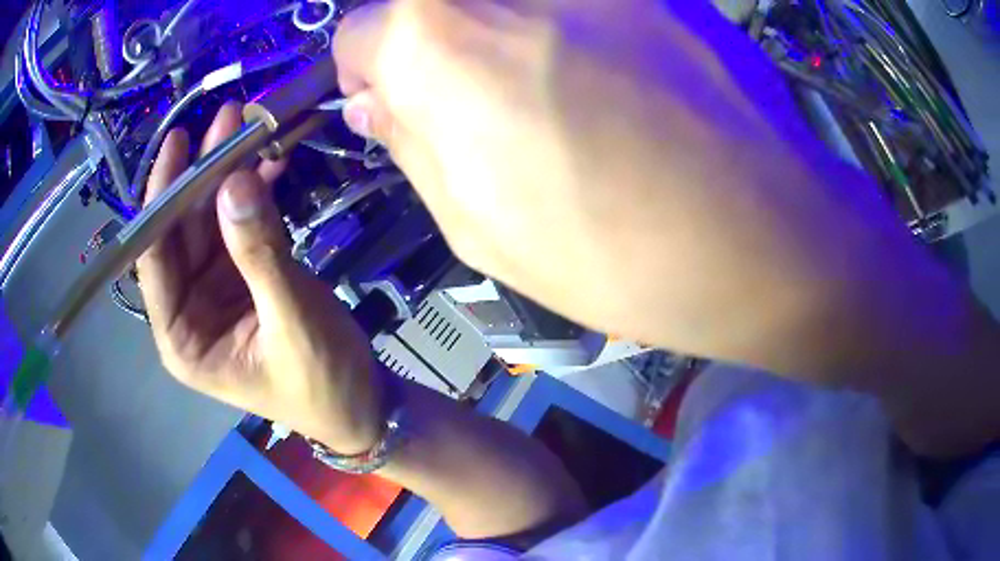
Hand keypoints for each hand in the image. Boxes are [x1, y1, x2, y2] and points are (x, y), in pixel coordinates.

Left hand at [137, 104, 381, 453]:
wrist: (361, 402)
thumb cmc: (322, 383)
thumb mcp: (291, 322)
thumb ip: (259, 254)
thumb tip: (234, 182)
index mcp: (183, 338)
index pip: (156, 262)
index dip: (161, 201)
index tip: (177, 146)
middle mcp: (189, 310)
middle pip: (182, 232)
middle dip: (201, 176)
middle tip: (225, 120)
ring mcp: (215, 289)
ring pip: (211, 222)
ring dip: (228, 176)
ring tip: (248, 127)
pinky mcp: (242, 275)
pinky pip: (241, 226)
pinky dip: (254, 195)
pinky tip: (268, 163)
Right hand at [332, 0, 924, 373]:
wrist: (763, 236)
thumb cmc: (615, 252)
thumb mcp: (475, 227)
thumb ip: (408, 145)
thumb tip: (373, 101)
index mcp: (435, 39)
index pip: (359, 32)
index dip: (371, 74)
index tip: (400, 105)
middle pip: (428, 6)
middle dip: (433, 51)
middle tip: (481, 107)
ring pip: (503, 3)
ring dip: (505, 37)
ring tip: (562, 99)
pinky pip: (576, 5)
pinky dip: (574, 30)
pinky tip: (617, 83)